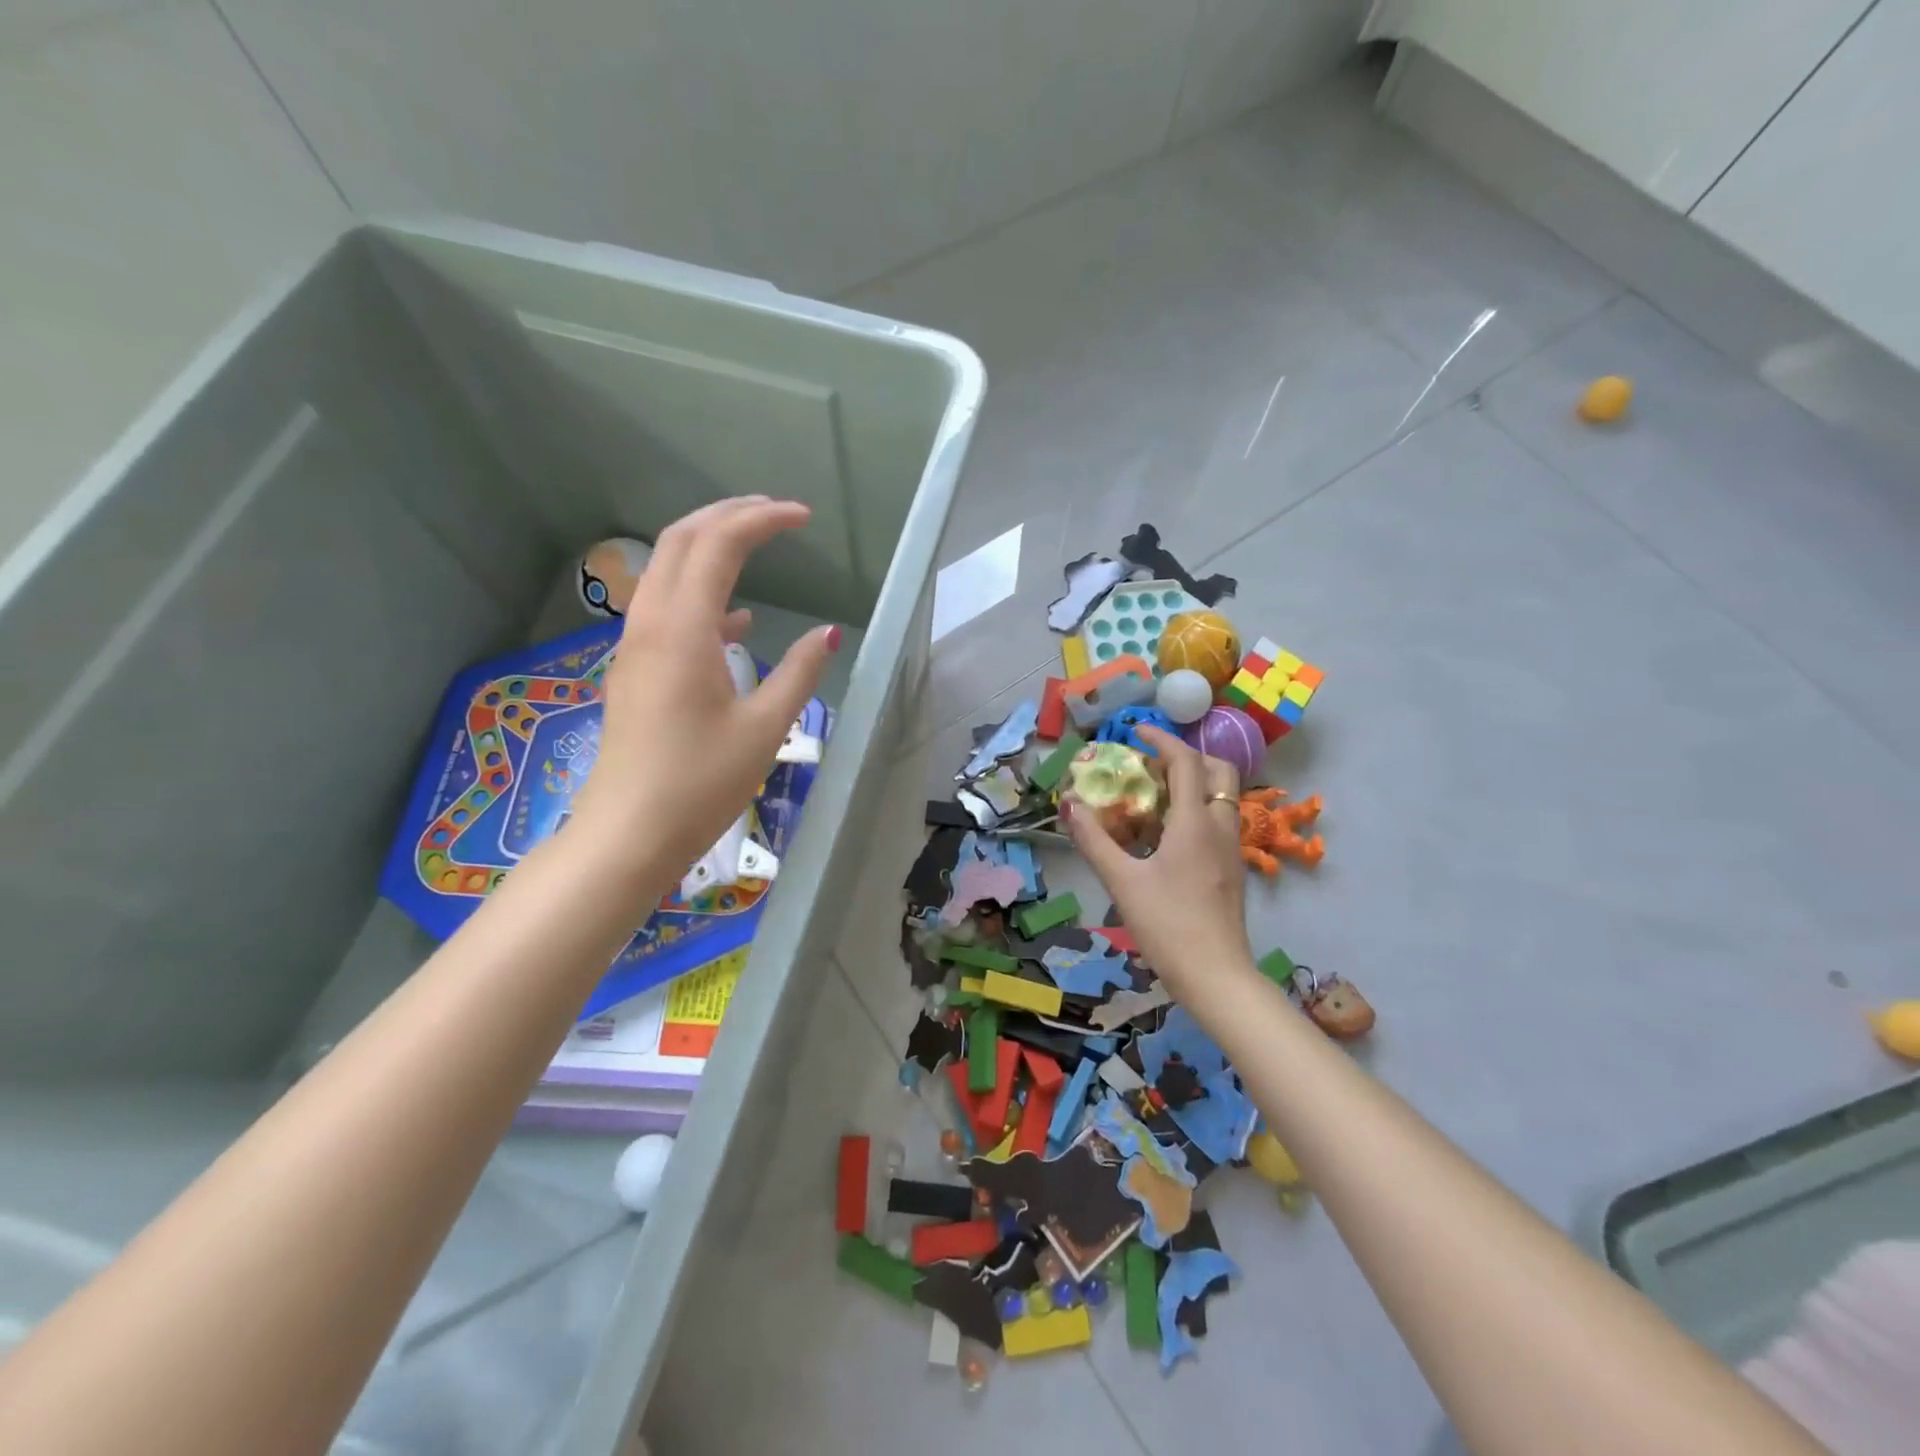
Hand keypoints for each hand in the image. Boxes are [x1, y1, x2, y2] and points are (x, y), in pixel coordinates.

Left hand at [571, 497, 838, 883]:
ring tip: (757, 544)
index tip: (803, 518)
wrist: (628, 834)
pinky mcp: (635, 670)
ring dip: (709, 546)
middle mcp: (651, 624)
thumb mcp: (765, 727)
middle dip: (728, 515)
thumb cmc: (700, 783)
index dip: (761, 521)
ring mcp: (636, 646)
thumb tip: (828, 633)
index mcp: (683, 630)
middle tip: (776, 512)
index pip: (718, 546)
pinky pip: (666, 609)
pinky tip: (737, 621)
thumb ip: (799, 672)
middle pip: (682, 541)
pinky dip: (701, 594)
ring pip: (667, 570)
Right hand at [1063, 725, 1253, 996]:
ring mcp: (1232, 849)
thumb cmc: (1167, 925)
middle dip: (1187, 757)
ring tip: (1156, 797)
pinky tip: (1169, 835)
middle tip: (1153, 765)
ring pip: (1222, 796)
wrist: (1216, 975)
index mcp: (1195, 822)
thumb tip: (1068, 805)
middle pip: (1218, 770)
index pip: (1186, 762)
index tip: (1137, 731)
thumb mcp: (1122, 881)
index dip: (1162, 740)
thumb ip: (1094, 840)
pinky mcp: (1233, 869)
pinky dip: (1198, 809)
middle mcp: (1221, 827)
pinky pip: (1220, 820)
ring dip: (1194, 783)